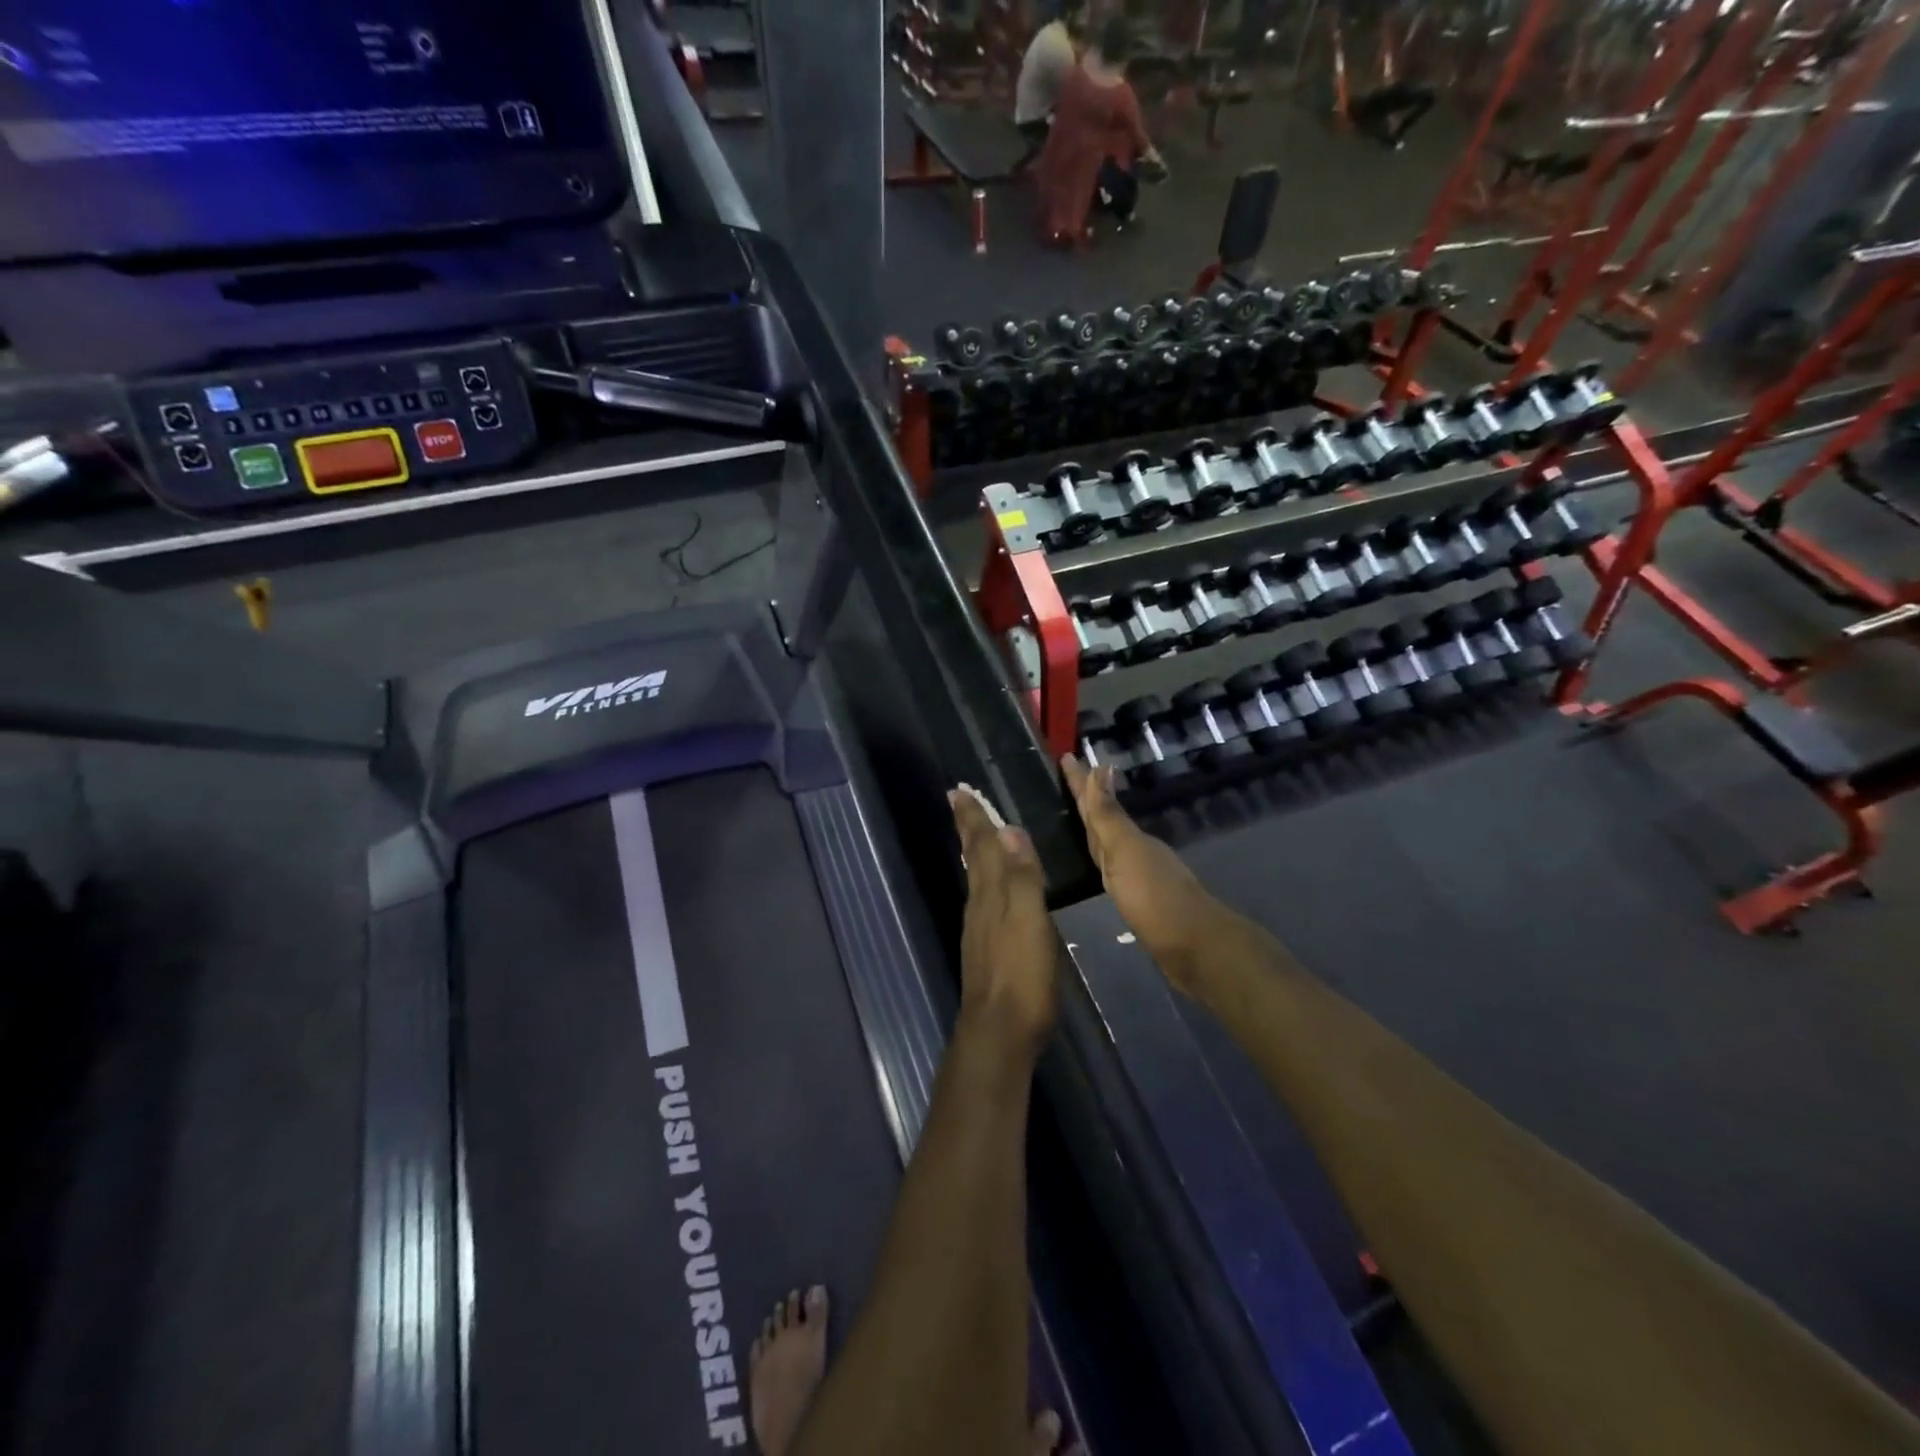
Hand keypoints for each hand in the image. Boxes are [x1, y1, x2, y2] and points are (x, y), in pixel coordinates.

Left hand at [950, 787, 1058, 1054]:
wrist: (999, 1031)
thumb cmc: (1021, 973)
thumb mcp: (1029, 920)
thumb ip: (1022, 876)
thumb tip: (1009, 829)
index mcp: (991, 893)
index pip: (981, 845)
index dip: (973, 818)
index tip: (958, 790)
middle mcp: (979, 904)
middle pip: (973, 857)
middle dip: (969, 828)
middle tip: (959, 801)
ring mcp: (979, 928)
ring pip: (976, 877)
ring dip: (974, 850)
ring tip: (974, 833)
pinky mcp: (986, 948)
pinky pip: (983, 898)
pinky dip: (984, 879)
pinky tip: (989, 887)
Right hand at [1060, 756, 1214, 993]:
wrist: (1193, 948)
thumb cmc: (1154, 897)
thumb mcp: (1126, 852)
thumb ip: (1109, 816)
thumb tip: (1101, 767)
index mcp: (1126, 837)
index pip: (1097, 802)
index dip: (1081, 781)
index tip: (1066, 755)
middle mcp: (1132, 850)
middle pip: (1102, 818)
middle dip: (1084, 797)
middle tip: (1065, 776)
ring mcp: (1136, 874)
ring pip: (1107, 842)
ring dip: (1091, 826)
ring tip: (1073, 814)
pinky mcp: (1137, 899)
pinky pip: (1111, 868)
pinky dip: (1100, 858)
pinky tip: (1095, 863)